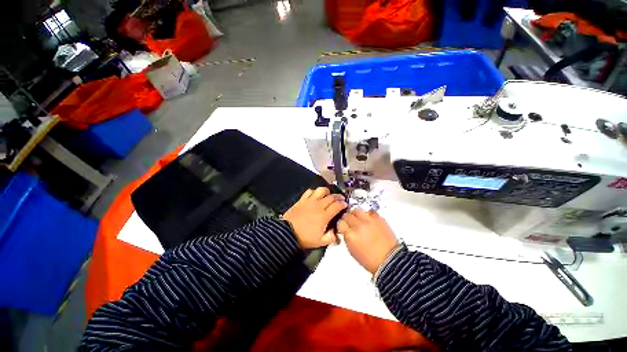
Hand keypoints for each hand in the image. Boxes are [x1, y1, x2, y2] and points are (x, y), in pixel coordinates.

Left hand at [283, 187, 346, 248]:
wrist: (287, 233)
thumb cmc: (304, 238)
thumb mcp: (320, 242)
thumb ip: (331, 237)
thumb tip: (337, 233)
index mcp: (324, 215)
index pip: (337, 206)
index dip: (343, 204)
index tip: (345, 204)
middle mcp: (318, 205)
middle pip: (331, 197)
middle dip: (338, 197)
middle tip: (341, 199)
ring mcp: (310, 201)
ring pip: (321, 190)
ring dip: (327, 191)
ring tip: (329, 194)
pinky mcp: (302, 200)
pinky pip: (309, 191)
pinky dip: (314, 191)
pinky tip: (315, 195)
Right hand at [338, 209, 397, 273]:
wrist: (389, 260)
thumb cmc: (369, 259)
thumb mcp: (352, 250)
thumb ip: (347, 237)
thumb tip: (345, 230)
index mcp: (350, 235)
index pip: (340, 223)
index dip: (341, 225)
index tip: (343, 227)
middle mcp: (358, 225)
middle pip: (347, 215)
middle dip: (347, 219)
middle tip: (350, 223)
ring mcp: (368, 220)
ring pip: (357, 210)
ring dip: (356, 215)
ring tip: (359, 219)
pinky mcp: (378, 218)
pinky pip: (370, 211)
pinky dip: (368, 215)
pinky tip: (369, 220)